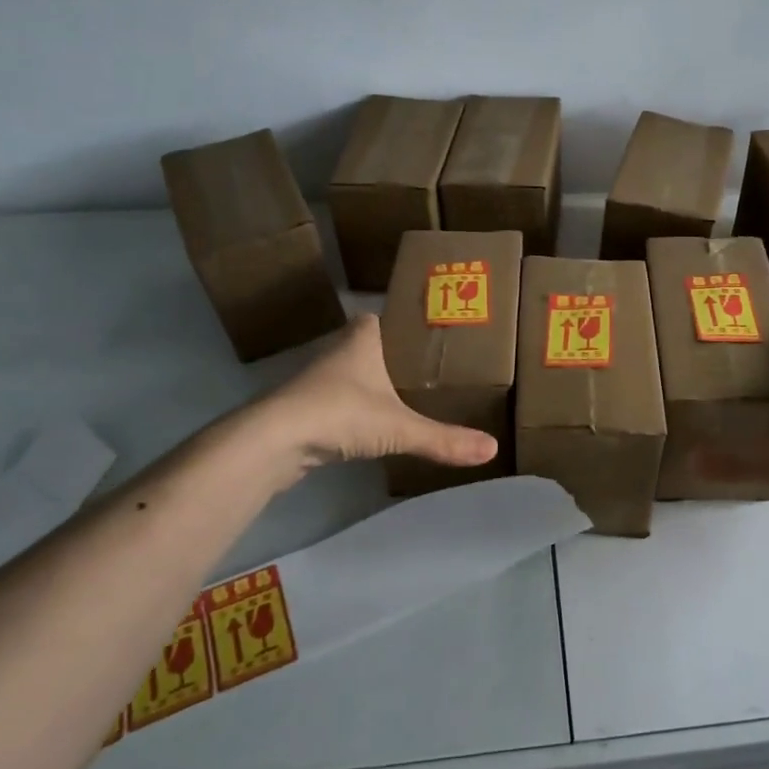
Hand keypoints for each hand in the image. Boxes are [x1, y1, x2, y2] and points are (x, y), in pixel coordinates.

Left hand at [268, 315, 500, 470]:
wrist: (274, 440)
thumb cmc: (340, 412)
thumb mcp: (400, 427)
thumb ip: (444, 439)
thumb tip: (493, 449)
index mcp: (363, 338)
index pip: (384, 318)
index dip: (405, 325)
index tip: (431, 338)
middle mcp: (340, 351)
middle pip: (372, 346)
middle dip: (396, 357)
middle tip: (431, 371)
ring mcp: (319, 380)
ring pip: (355, 375)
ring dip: (375, 384)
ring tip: (410, 398)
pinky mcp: (307, 409)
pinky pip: (341, 402)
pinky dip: (357, 410)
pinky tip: (374, 426)